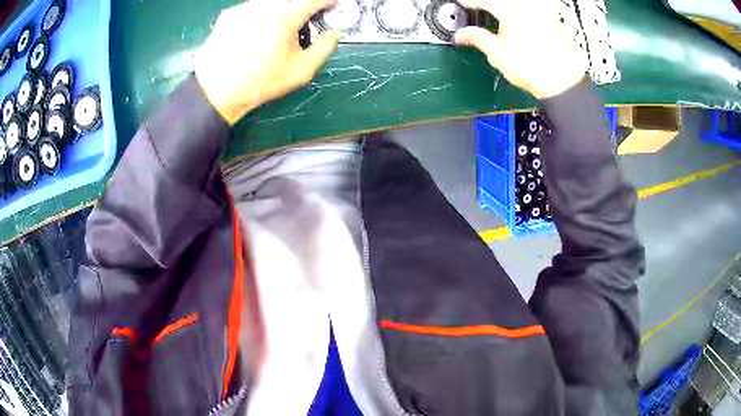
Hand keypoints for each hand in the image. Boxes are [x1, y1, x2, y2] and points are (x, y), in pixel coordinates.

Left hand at [196, 0, 338, 124]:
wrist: (216, 91)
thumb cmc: (261, 82)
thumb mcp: (303, 70)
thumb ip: (326, 46)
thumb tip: (332, 32)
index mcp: (286, 15)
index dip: (328, 3)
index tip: (331, 8)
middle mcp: (265, 4)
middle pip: (293, 0)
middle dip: (302, 9)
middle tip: (302, 26)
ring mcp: (244, 7)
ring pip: (271, 3)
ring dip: (280, 12)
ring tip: (273, 35)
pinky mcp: (229, 14)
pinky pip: (252, 9)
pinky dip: (260, 17)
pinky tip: (253, 37)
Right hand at [455, 0, 587, 98]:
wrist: (563, 84)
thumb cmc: (534, 72)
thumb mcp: (499, 56)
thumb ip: (478, 38)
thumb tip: (461, 34)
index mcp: (511, 13)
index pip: (485, 0)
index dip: (471, 1)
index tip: (462, 3)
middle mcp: (527, 8)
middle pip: (500, 0)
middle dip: (486, 3)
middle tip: (476, 7)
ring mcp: (540, 12)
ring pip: (515, 3)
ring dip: (501, 6)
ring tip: (493, 13)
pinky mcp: (549, 18)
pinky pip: (529, 7)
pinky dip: (516, 10)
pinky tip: (513, 18)